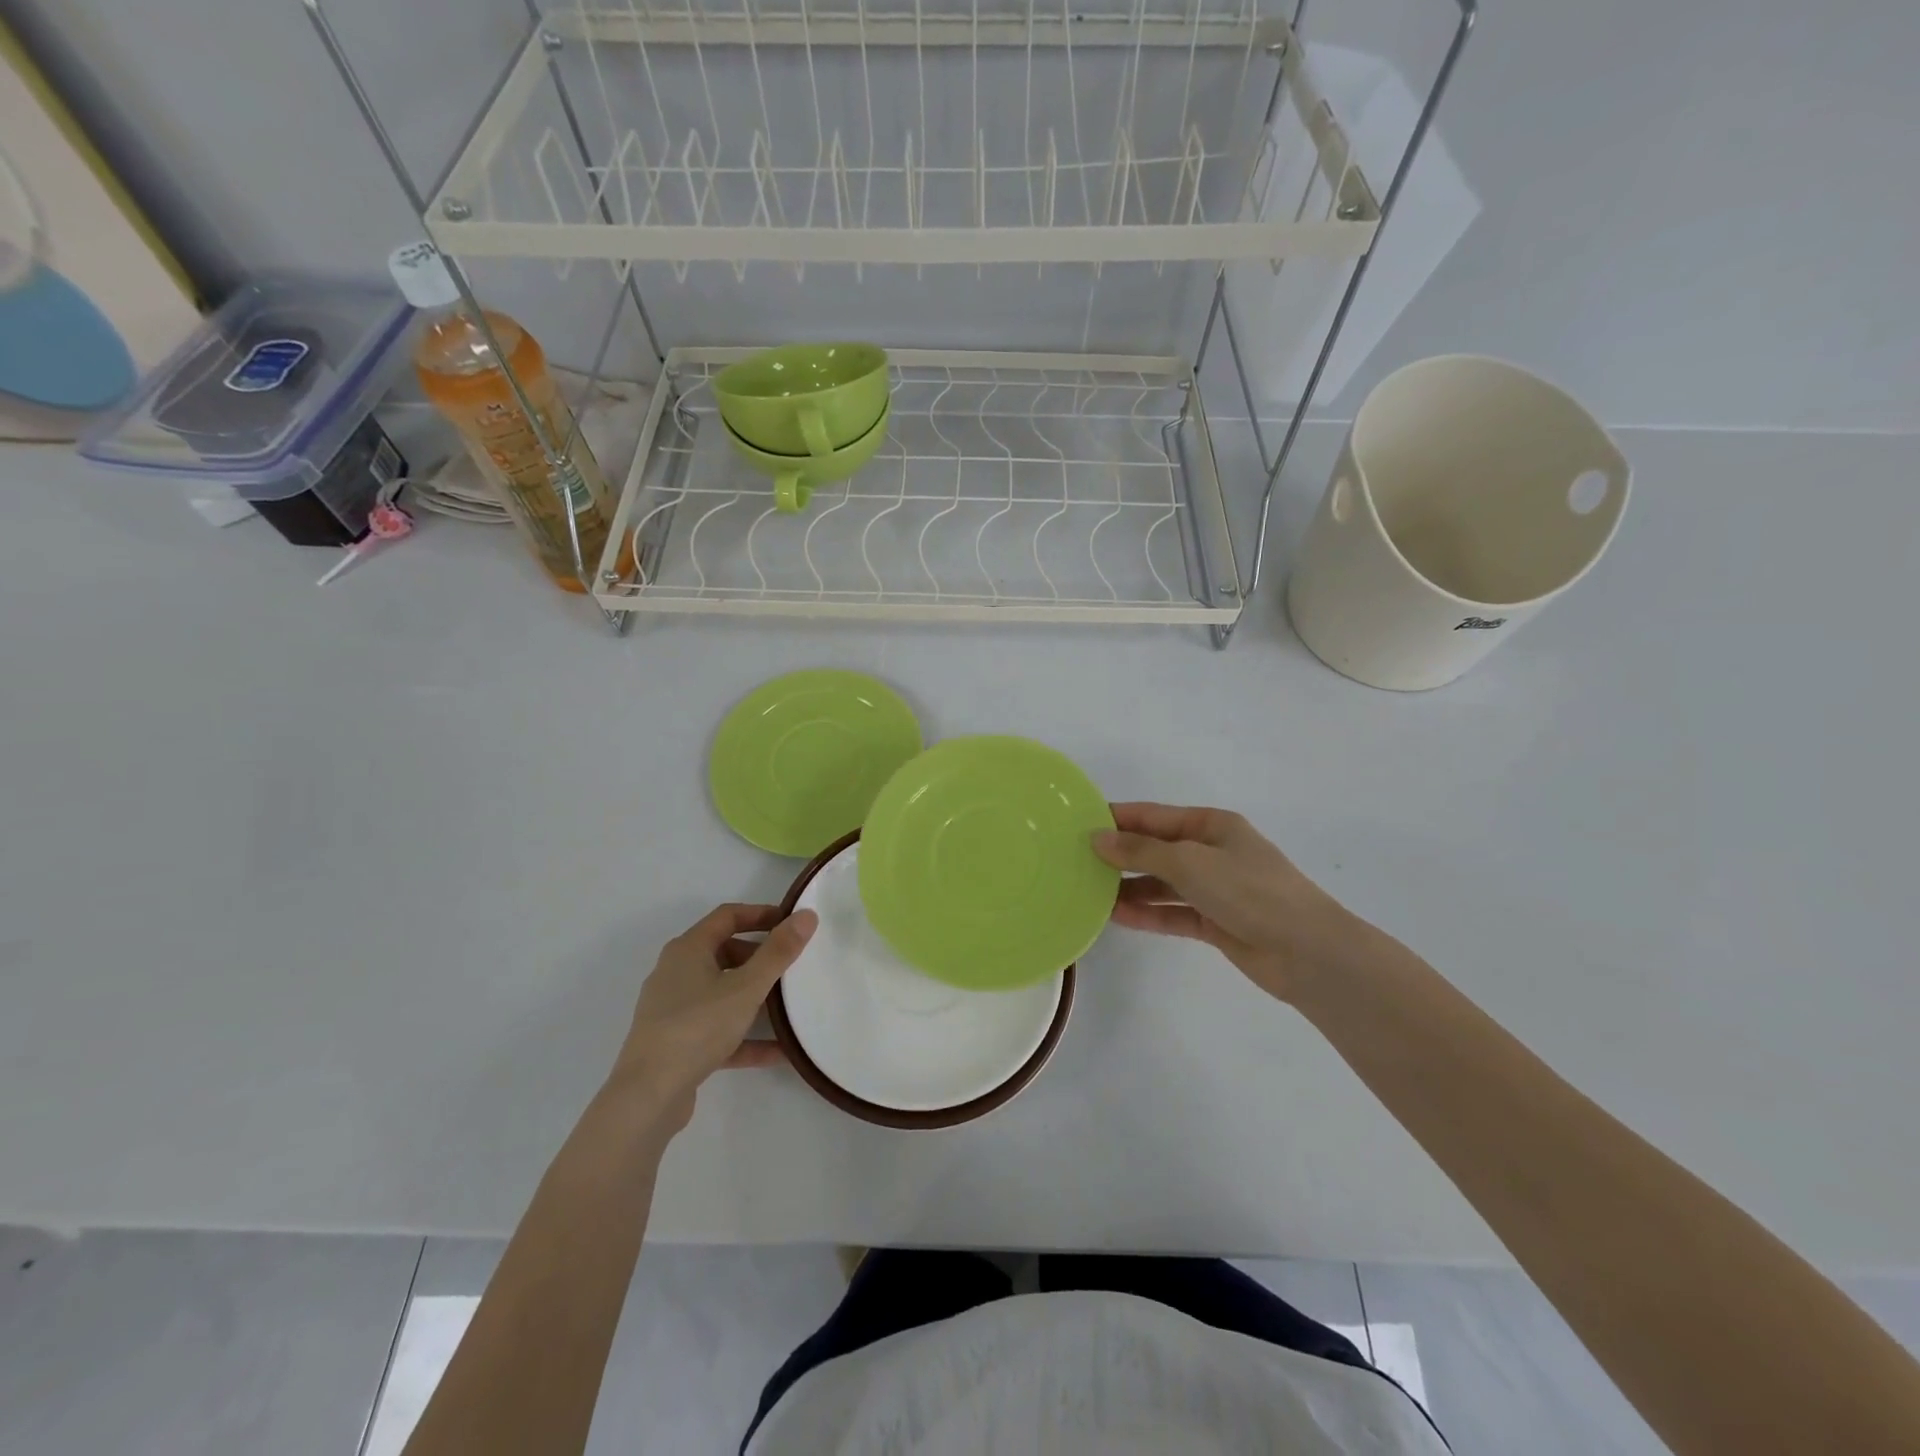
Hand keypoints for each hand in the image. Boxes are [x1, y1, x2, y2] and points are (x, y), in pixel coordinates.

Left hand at [608, 904, 817, 1128]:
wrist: (647, 1097)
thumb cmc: (697, 1027)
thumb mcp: (747, 987)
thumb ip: (778, 952)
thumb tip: (806, 915)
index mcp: (688, 950)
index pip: (728, 916)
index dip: (761, 914)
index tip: (791, 923)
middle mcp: (676, 973)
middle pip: (725, 953)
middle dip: (760, 958)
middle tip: (792, 966)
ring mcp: (673, 1010)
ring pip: (722, 993)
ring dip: (755, 998)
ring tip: (789, 1006)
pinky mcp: (676, 1043)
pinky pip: (718, 1029)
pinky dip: (744, 1035)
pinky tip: (777, 1052)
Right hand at [1093, 803, 1368, 1000]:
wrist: (1307, 952)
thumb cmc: (1249, 891)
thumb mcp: (1190, 862)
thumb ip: (1141, 851)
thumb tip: (1097, 837)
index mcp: (1211, 825)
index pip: (1153, 816)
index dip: (1117, 818)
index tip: (1077, 823)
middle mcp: (1211, 852)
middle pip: (1155, 849)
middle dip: (1119, 854)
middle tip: (1075, 861)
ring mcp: (1214, 889)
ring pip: (1162, 884)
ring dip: (1130, 888)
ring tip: (1088, 893)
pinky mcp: (1215, 922)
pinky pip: (1173, 913)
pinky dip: (1148, 914)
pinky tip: (1117, 917)